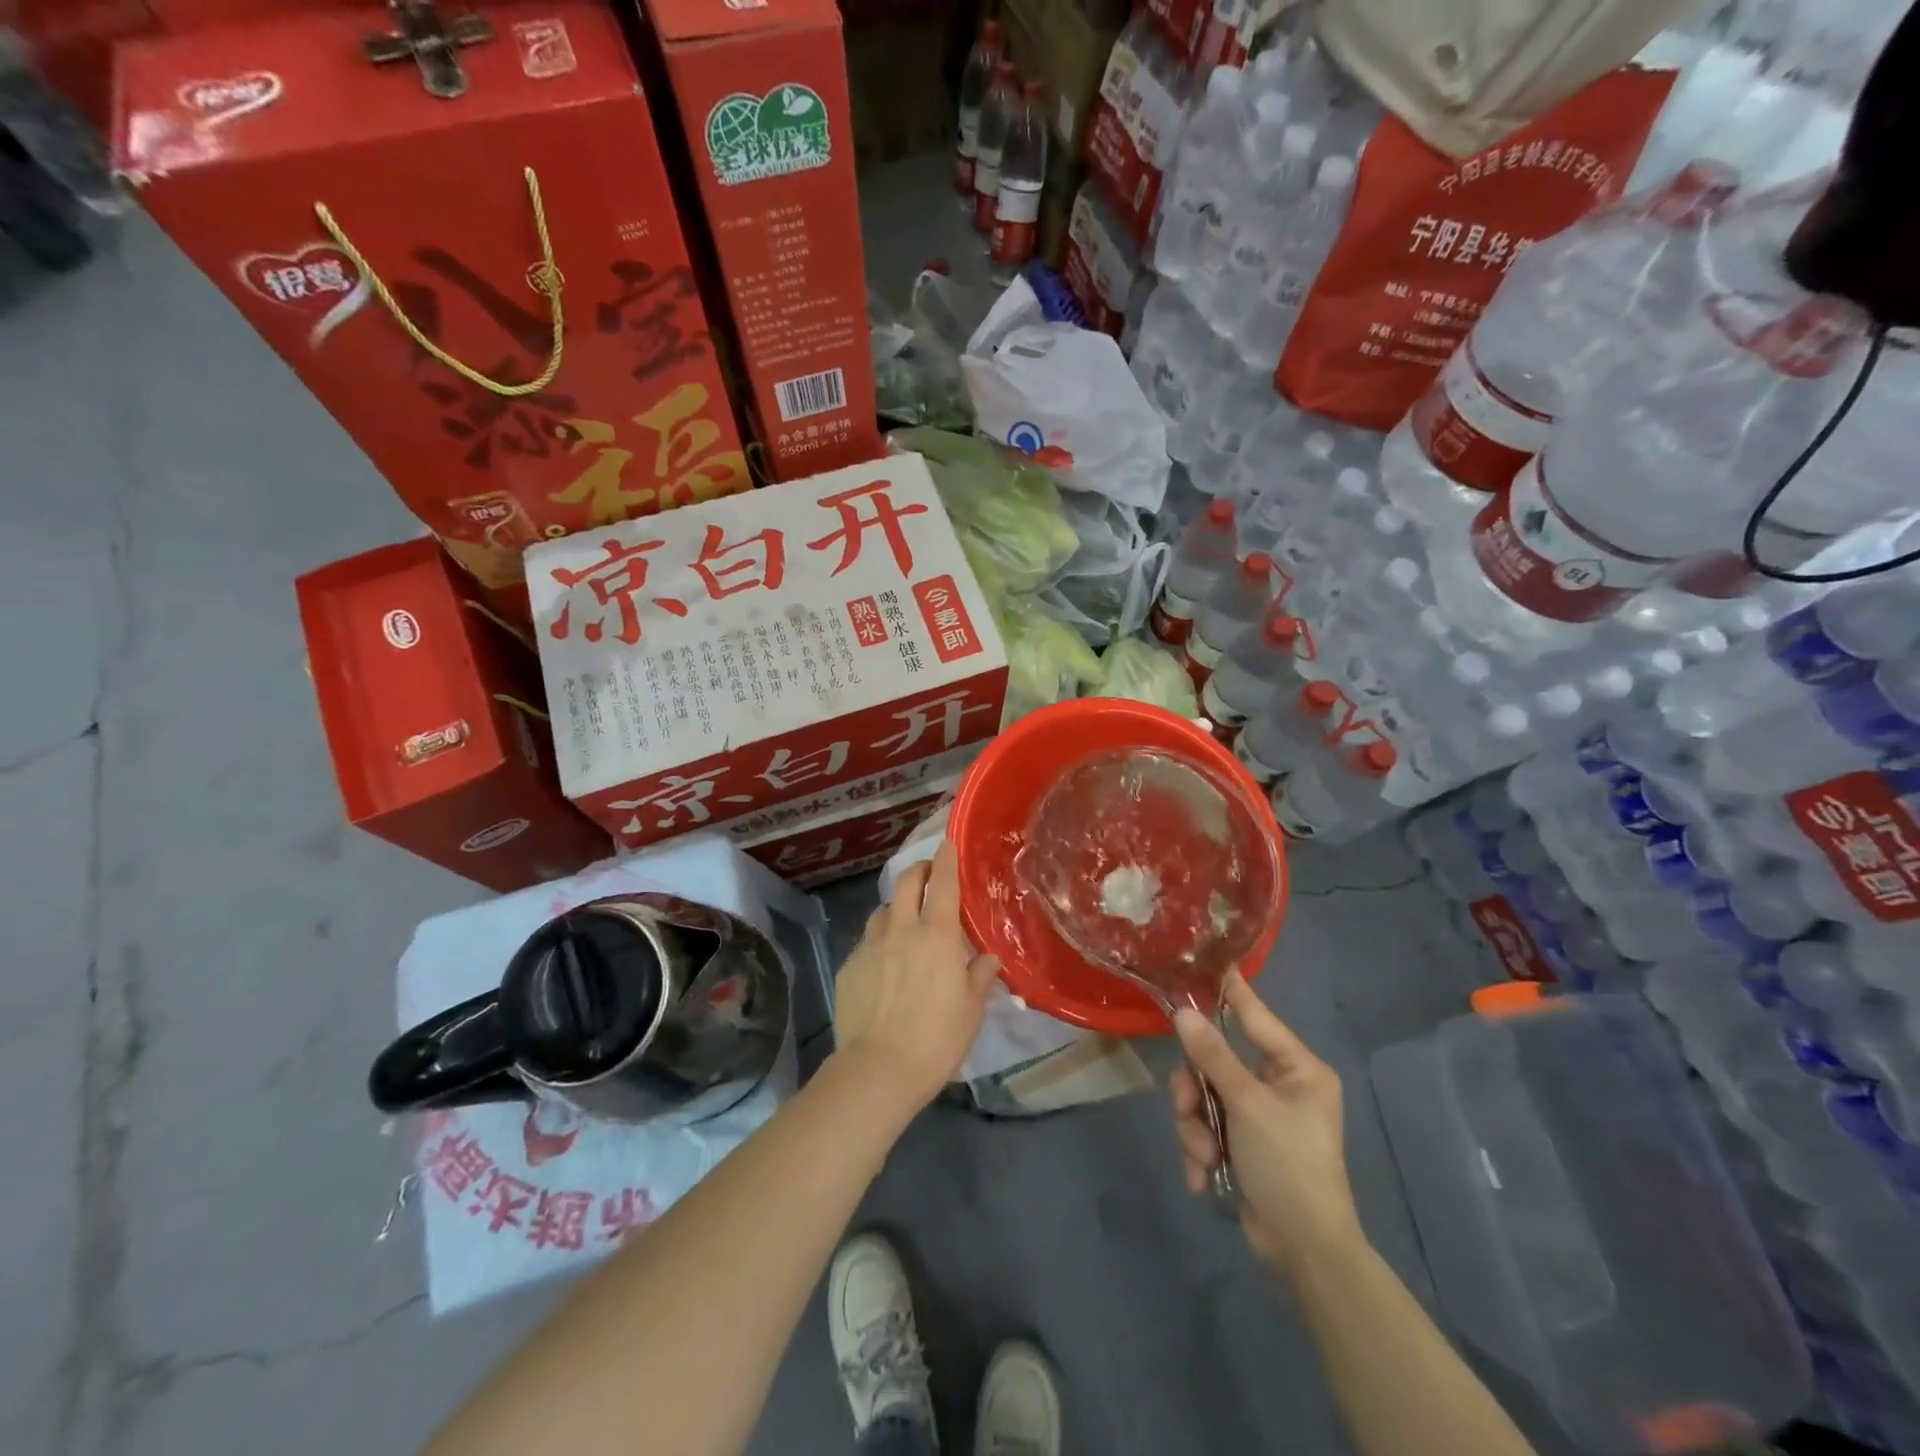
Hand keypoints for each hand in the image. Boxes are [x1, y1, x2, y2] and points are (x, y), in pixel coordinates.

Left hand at [831, 841, 1000, 1112]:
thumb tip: (988, 957)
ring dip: (897, 907)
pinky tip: (884, 963)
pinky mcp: (849, 965)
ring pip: (883, 910)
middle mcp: (901, 929)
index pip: (943, 882)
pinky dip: (879, 940)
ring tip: (906, 922)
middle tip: (929, 876)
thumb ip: (979, 975)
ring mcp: (870, 945)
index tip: (948, 843)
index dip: (946, 858)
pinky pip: (867, 940)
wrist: (878, 1069)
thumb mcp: (971, 1009)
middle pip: (906, 882)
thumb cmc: (936, 1038)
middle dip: (919, 870)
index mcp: (937, 934)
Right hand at [1170, 973, 1362, 1273]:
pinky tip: (1205, 1177)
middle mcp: (1278, 1086)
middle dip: (1197, 1093)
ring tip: (1204, 1156)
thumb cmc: (1289, 1165)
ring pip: (1204, 1097)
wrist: (1305, 1252)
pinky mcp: (1243, 1145)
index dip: (1229, 991)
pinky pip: (1206, 1128)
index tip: (1203, 962)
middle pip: (1216, 1062)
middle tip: (1190, 1110)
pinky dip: (1200, 1152)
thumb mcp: (1248, 1105)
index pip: (1256, 1016)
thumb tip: (1183, 1012)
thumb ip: (1213, 1056)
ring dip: (1196, 1128)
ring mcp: (1259, 1117)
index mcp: (1297, 1069)